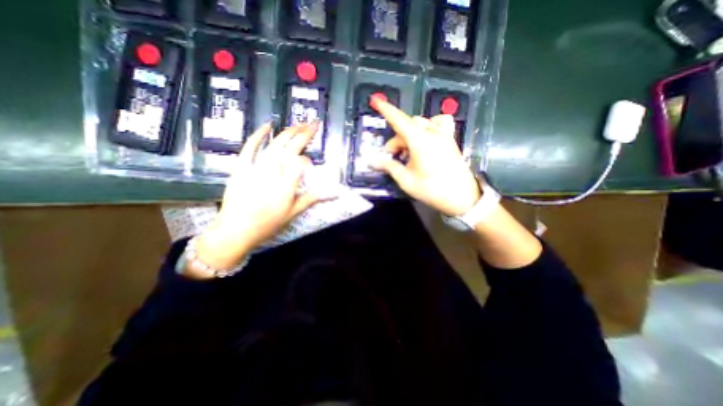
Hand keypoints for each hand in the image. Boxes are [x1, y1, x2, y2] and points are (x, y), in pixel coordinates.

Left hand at [192, 123, 327, 275]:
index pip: (301, 163)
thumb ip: (312, 199)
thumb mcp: (293, 213)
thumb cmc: (267, 224)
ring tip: (299, 123)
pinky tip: (268, 125)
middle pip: (290, 148)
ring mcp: (255, 168)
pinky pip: (250, 147)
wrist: (235, 230)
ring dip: (288, 132)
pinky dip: (258, 134)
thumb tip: (333, 193)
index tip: (310, 162)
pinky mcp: (241, 166)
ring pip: (275, 145)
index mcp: (286, 186)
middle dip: (304, 134)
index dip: (307, 160)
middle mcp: (273, 173)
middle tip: (314, 123)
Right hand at [372, 95, 479, 216]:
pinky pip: (439, 123)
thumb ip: (389, 166)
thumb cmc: (432, 190)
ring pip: (421, 124)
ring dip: (409, 134)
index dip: (386, 110)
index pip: (400, 121)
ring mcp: (443, 135)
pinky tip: (426, 138)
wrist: (461, 197)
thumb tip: (373, 160)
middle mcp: (432, 133)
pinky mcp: (450, 140)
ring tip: (407, 151)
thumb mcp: (406, 180)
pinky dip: (429, 126)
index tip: (376, 100)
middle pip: (408, 127)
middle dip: (396, 140)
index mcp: (420, 141)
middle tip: (391, 157)